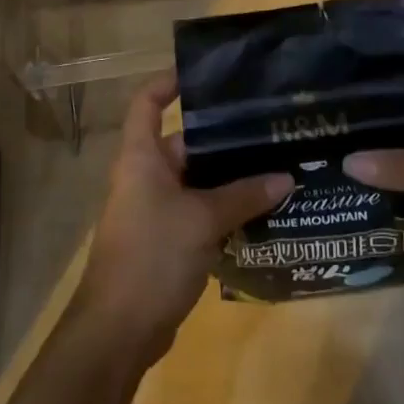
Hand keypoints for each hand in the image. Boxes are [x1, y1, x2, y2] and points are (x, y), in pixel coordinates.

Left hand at [72, 72, 290, 365]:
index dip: (169, 81)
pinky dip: (227, 209)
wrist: (118, 331)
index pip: (147, 102)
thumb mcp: (202, 220)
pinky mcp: (168, 240)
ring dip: (231, 178)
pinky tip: (266, 209)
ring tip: (278, 164)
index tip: (206, 73)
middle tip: (267, 127)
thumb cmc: (152, 256)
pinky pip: (201, 212)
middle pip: (185, 142)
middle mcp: (146, 176)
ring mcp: (156, 210)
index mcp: (141, 157)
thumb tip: (285, 177)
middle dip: (223, 137)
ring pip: (198, 181)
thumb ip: (243, 196)